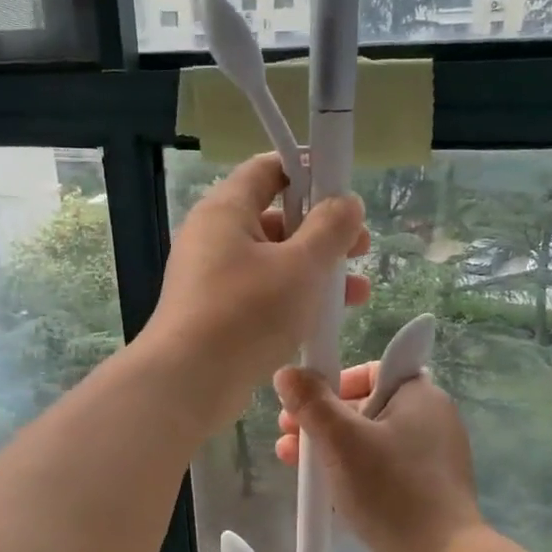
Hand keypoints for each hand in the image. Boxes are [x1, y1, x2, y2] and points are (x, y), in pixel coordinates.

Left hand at [147, 153, 369, 422]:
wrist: (189, 382)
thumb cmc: (248, 313)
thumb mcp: (301, 266)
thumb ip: (330, 229)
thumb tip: (346, 202)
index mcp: (226, 210)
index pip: (269, 169)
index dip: (310, 171)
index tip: (345, 189)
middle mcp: (214, 238)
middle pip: (276, 218)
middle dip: (323, 232)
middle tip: (361, 249)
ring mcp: (212, 278)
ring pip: (273, 261)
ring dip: (316, 271)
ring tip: (357, 293)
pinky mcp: (215, 314)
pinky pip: (261, 293)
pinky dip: (292, 298)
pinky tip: (323, 319)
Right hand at [273, 362, 486, 551]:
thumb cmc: (391, 490)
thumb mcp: (342, 441)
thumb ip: (312, 403)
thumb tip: (287, 373)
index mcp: (421, 397)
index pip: (375, 369)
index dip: (336, 380)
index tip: (308, 400)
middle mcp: (431, 422)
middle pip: (365, 407)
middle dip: (321, 419)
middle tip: (287, 433)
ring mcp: (429, 460)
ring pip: (369, 443)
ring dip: (329, 449)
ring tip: (292, 464)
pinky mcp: (423, 493)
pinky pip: (380, 472)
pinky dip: (351, 474)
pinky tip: (323, 491)